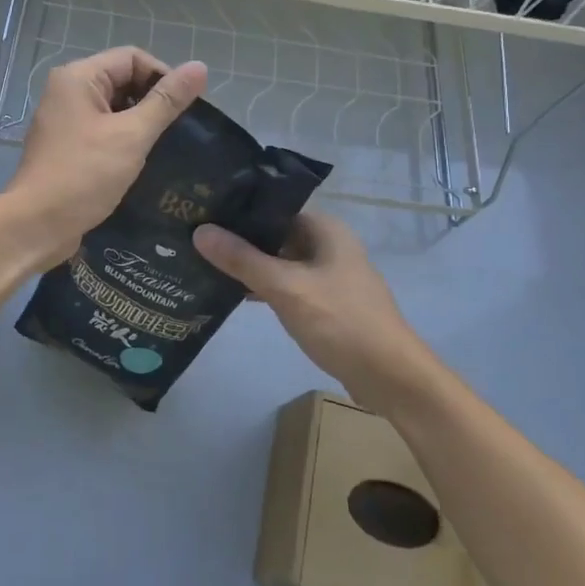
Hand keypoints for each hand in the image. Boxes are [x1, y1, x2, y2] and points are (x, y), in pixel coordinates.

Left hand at [4, 47, 207, 267]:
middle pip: (122, 79)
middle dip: (152, 100)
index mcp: (78, 77)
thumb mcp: (132, 135)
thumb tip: (199, 67)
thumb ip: (166, 101)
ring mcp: (65, 120)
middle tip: (179, 129)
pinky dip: (124, 139)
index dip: (163, 76)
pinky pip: (103, 130)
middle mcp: (67, 91)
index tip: (186, 107)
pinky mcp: (67, 146)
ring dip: (140, 122)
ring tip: (166, 145)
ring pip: (114, 108)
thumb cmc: (84, 175)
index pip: (132, 58)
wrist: (35, 225)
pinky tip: (143, 160)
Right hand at [194, 212, 443, 414]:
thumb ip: (242, 259)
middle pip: (275, 234)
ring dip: (250, 265)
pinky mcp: (327, 304)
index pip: (273, 207)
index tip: (201, 212)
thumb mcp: (286, 288)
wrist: (391, 378)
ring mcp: (329, 276)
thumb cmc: (341, 322)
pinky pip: (288, 285)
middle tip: (193, 238)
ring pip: (280, 262)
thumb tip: (200, 231)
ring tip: (204, 263)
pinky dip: (264, 287)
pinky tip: (233, 293)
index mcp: (325, 229)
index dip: (238, 210)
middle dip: (239, 239)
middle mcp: (329, 245)